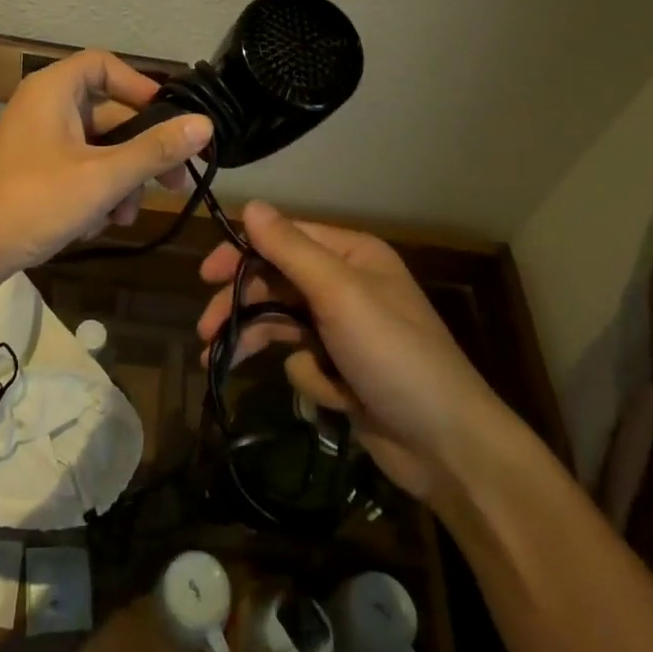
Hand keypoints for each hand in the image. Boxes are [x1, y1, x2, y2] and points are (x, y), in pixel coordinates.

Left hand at [0, 50, 212, 294]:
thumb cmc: (30, 202)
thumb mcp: (102, 177)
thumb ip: (154, 150)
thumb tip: (204, 125)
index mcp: (54, 91)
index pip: (106, 66)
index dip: (141, 88)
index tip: (170, 121)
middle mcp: (44, 109)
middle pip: (109, 116)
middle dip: (140, 154)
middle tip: (174, 184)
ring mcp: (36, 144)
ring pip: (97, 151)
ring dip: (118, 183)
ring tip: (122, 218)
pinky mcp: (31, 176)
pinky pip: (76, 173)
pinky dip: (92, 196)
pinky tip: (93, 228)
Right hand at [196, 201, 514, 503]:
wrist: (446, 445)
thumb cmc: (393, 356)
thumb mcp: (340, 295)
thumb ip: (291, 250)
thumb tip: (250, 205)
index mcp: (351, 255)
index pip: (283, 238)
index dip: (242, 253)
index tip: (206, 276)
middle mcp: (346, 284)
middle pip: (276, 282)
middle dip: (241, 305)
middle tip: (206, 329)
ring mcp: (344, 328)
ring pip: (281, 321)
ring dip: (257, 339)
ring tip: (218, 360)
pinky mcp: (342, 367)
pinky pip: (303, 359)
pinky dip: (311, 377)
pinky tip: (332, 395)